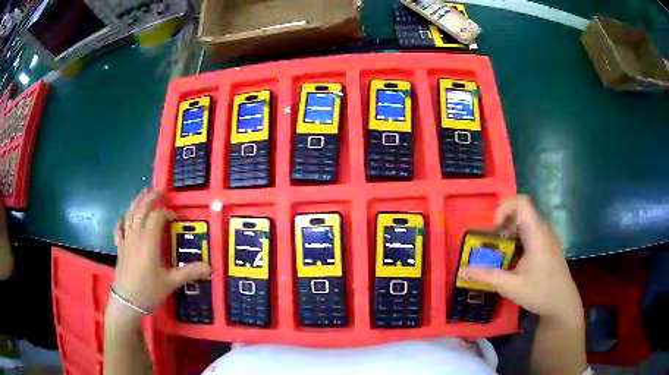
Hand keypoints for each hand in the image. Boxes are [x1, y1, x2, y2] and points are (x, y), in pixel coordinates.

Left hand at [112, 189, 210, 312]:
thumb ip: (189, 272)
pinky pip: (120, 227)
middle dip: (151, 197)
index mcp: (149, 241)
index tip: (176, 217)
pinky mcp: (120, 246)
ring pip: (130, 213)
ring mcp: (126, 239)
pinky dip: (123, 218)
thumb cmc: (149, 290)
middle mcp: (136, 235)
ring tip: (145, 192)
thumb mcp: (171, 282)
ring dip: (138, 201)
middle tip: (161, 189)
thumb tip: (210, 268)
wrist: (127, 301)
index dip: (167, 213)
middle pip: (142, 209)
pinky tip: (125, 215)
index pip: (157, 217)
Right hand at [461, 196, 582, 321]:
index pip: (522, 202)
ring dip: (510, 231)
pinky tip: (514, 259)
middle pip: (522, 211)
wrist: (562, 304)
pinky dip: (519, 239)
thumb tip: (461, 270)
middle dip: (503, 222)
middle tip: (491, 242)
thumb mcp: (510, 287)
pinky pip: (532, 232)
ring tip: (500, 251)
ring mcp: (548, 238)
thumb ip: (486, 276)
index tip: (493, 229)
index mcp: (537, 234)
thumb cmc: (540, 293)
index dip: (504, 207)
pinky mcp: (549, 246)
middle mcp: (543, 230)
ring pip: (527, 222)